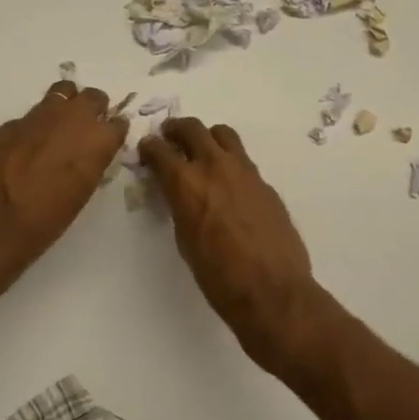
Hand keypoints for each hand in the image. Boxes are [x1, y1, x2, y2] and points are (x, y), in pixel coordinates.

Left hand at [0, 80, 128, 272]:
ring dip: (66, 106)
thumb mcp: (82, 192)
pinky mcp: (12, 122)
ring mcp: (39, 115)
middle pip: (93, 97)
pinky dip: (36, 124)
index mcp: (97, 140)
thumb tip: (89, 152)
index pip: (118, 122)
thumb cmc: (47, 219)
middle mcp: (72, 118)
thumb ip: (90, 162)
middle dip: (93, 109)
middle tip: (86, 128)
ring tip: (59, 126)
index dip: (113, 131)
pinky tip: (27, 145)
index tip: (108, 139)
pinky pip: (32, 115)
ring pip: (62, 92)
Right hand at [139, 118, 323, 378]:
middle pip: (192, 129)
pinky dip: (229, 161)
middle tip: (170, 137)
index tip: (147, 149)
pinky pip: (243, 160)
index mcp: (186, 183)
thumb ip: (180, 207)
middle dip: (176, 129)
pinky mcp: (265, 183)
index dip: (149, 147)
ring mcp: (244, 171)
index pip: (160, 150)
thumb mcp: (185, 239)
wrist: (271, 290)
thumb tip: (179, 194)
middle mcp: (214, 167)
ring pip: (223, 135)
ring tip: (202, 150)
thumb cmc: (218, 276)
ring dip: (207, 137)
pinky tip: (228, 183)